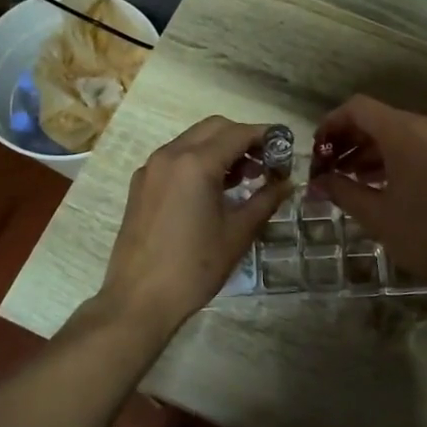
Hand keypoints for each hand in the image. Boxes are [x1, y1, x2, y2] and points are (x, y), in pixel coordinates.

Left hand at [98, 117, 289, 339]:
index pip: (239, 133)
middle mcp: (170, 155)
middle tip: (265, 164)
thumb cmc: (194, 267)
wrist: (139, 299)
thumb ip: (265, 200)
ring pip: (192, 140)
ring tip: (244, 179)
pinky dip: (198, 161)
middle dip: (243, 138)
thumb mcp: (238, 233)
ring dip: (220, 149)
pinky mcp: (141, 185)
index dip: (266, 137)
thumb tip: (287, 182)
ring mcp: (151, 168)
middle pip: (214, 127)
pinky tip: (213, 190)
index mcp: (195, 163)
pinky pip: (175, 158)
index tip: (286, 150)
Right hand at [310, 95, 426, 302]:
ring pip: (404, 132)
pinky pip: (425, 145)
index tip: (318, 149)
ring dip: (375, 149)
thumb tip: (316, 181)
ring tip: (353, 178)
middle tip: (330, 167)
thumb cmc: (422, 238)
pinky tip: (386, 183)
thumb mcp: (373, 214)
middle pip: (382, 119)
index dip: (333, 123)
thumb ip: (340, 189)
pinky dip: (401, 156)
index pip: (360, 109)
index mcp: (407, 134)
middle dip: (351, 139)